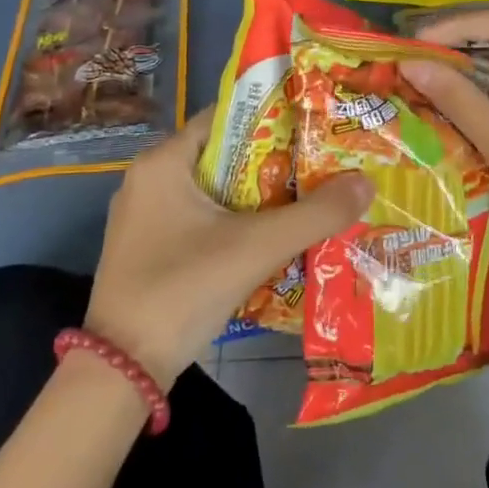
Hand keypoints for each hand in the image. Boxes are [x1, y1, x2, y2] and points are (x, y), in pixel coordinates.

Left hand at [84, 108, 372, 384]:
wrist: (122, 370)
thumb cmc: (183, 289)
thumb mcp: (256, 247)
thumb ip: (315, 214)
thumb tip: (366, 182)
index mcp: (163, 161)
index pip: (226, 117)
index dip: (273, 118)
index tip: (316, 127)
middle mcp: (149, 179)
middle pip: (223, 155)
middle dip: (274, 162)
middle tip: (322, 167)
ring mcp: (145, 216)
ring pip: (214, 191)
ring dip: (257, 197)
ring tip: (308, 199)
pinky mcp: (148, 248)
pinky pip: (201, 220)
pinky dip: (235, 222)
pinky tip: (271, 239)